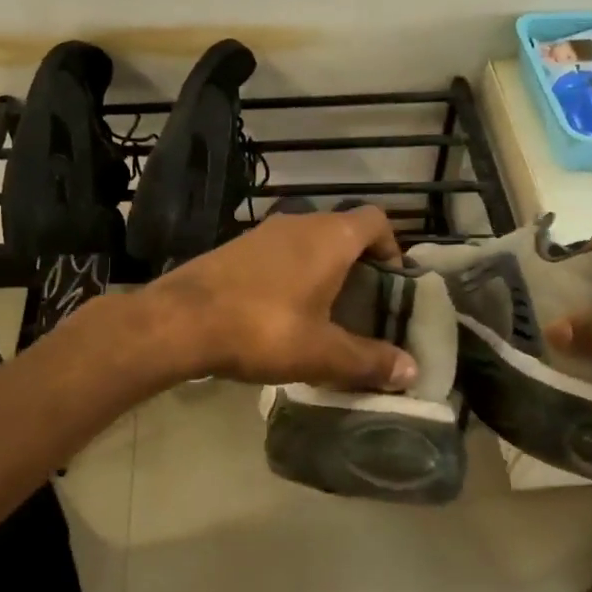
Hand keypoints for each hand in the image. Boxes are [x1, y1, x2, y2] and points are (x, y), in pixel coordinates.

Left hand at [139, 207, 419, 391]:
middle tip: (362, 306)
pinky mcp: (235, 247)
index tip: (391, 283)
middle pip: (343, 231)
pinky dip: (290, 273)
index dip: (391, 247)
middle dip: (358, 264)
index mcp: (330, 237)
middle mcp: (300, 222)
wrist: (181, 320)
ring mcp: (263, 232)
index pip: (376, 220)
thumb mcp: (321, 352)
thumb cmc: (263, 328)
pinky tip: (280, 312)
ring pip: (308, 241)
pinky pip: (278, 253)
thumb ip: (368, 360)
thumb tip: (411, 371)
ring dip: (322, 269)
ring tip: (323, 313)